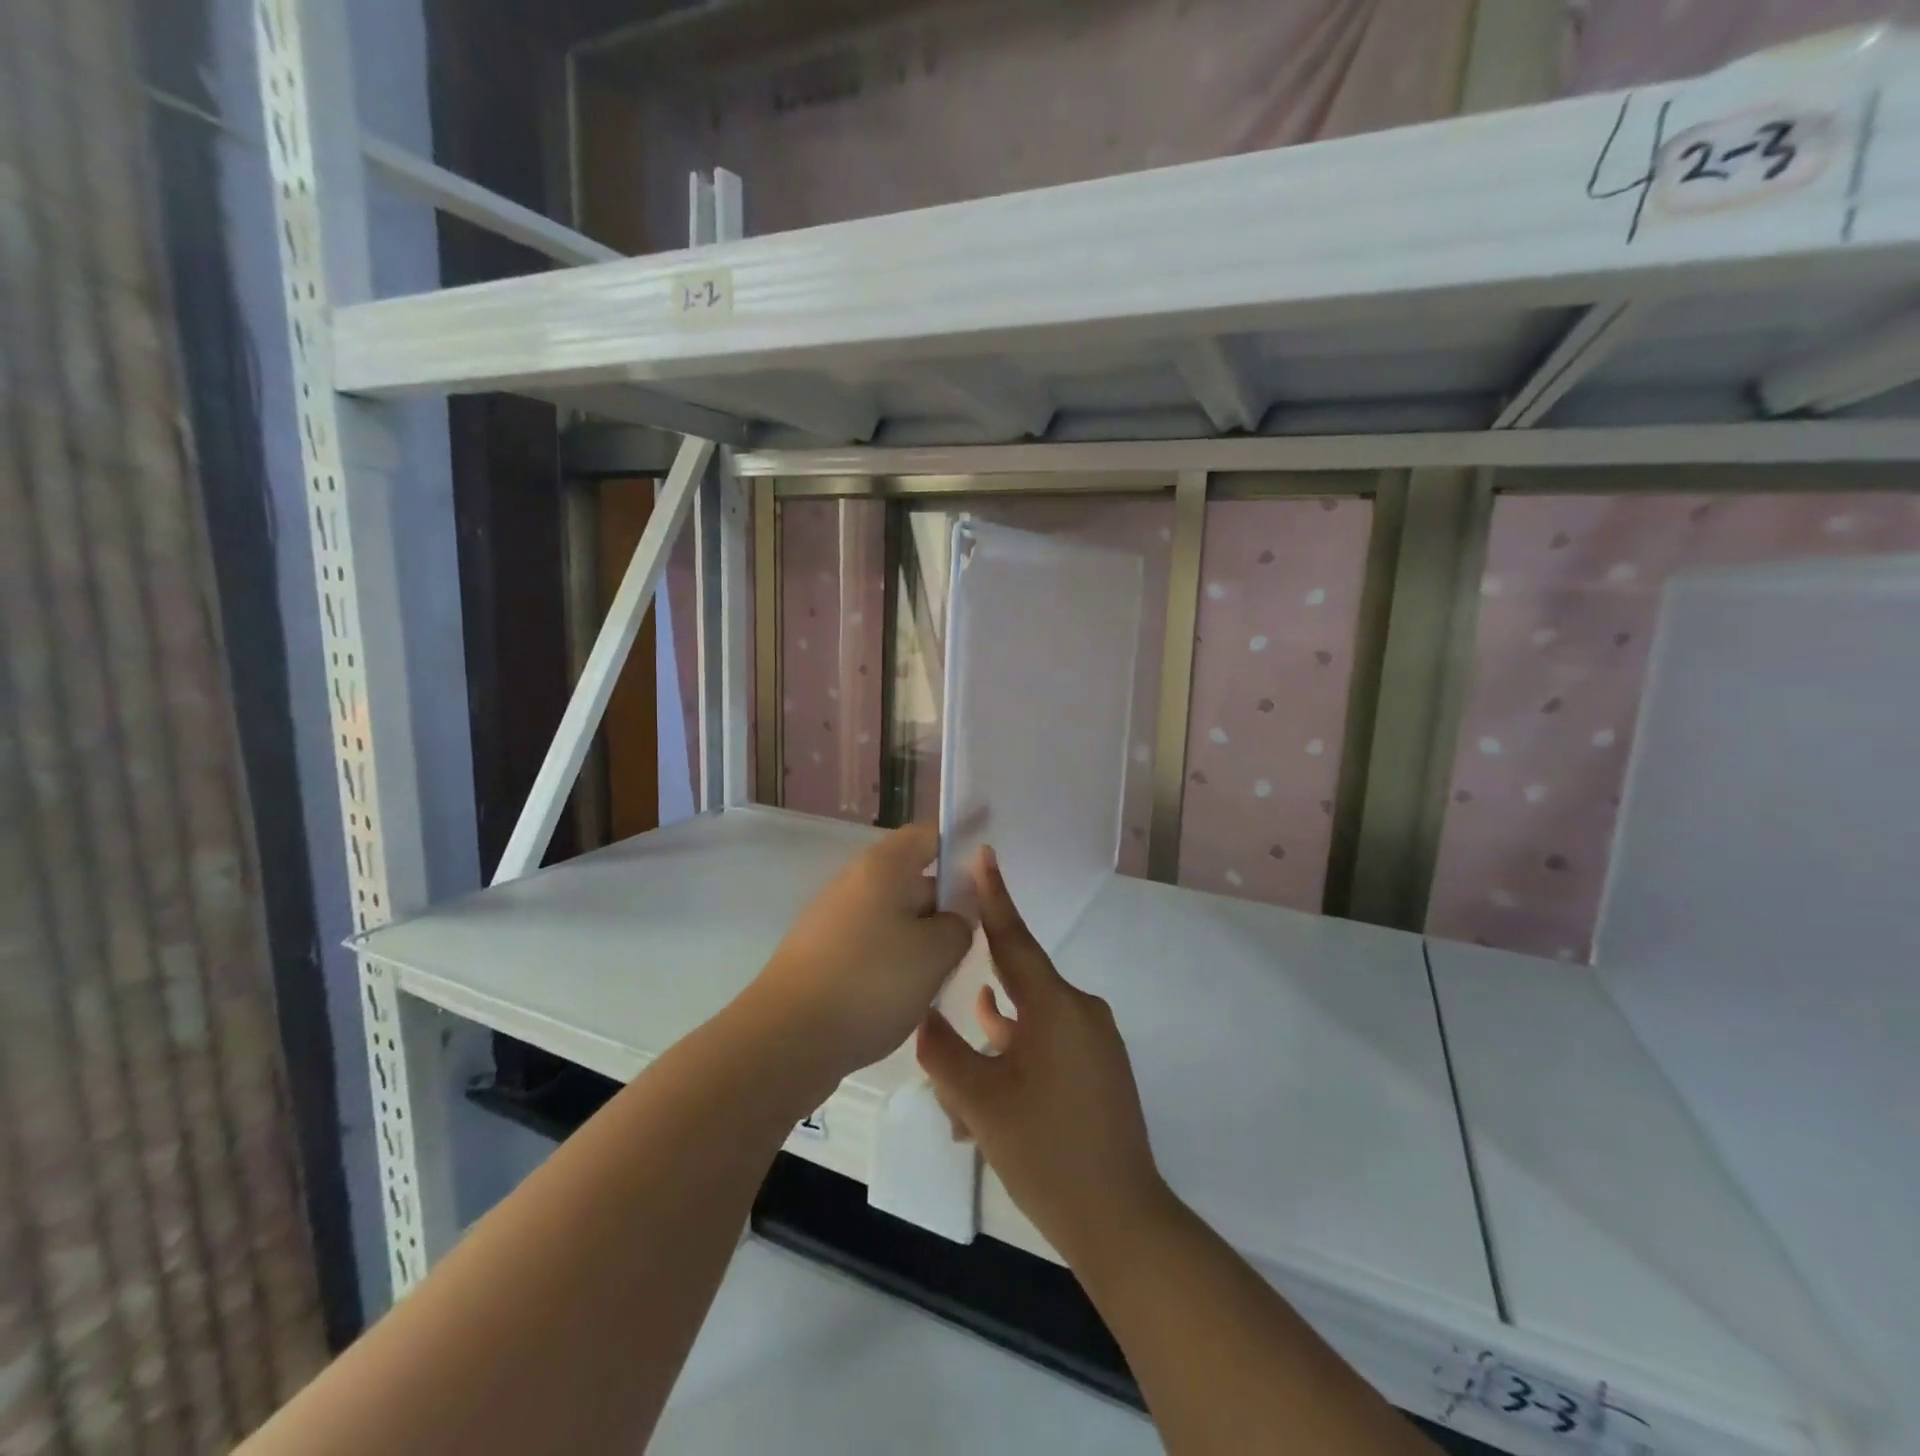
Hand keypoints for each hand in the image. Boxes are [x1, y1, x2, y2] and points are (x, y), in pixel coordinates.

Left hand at [748, 824, 972, 1093]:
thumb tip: (954, 917)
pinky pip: (872, 946)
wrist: (785, 1040)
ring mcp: (834, 919)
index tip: (988, 875)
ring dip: (921, 941)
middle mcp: (855, 882)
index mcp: (883, 866)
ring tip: (944, 976)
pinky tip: (907, 997)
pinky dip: (894, 963)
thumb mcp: (936, 953)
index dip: (960, 847)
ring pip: (894, 918)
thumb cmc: (870, 983)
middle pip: (913, 879)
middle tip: (976, 940)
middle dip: (946, 906)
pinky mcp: (822, 955)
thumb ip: (959, 924)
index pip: (928, 835)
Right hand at [916, 847, 1168, 1264]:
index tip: (983, 855)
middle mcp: (1080, 1012)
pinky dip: (1015, 1058)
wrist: (1120, 1222)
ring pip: (1028, 1024)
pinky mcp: (1097, 1068)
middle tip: (941, 989)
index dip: (994, 897)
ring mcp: (1093, 1041)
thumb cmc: (1047, 1153)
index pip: (1014, 940)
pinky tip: (985, 1086)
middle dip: (979, 999)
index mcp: (1056, 1007)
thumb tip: (924, 1016)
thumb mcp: (980, 1103)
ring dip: (992, 1045)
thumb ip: (944, 1052)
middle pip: (1018, 987)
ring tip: (954, 1090)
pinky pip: (1047, 1045)